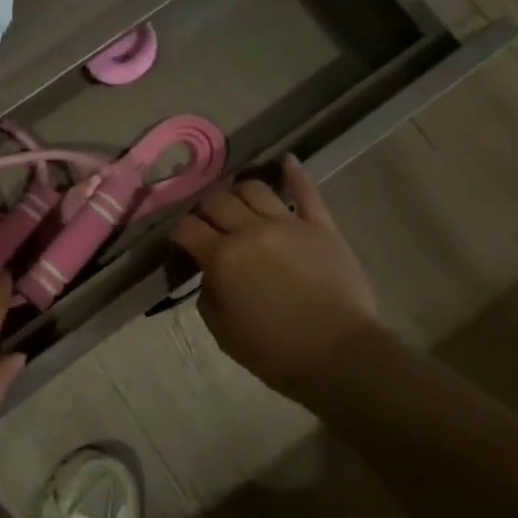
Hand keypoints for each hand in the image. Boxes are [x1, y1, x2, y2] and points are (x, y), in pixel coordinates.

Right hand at [171, 155, 381, 403]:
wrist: (339, 356)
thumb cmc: (275, 352)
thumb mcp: (222, 332)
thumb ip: (208, 294)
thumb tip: (210, 272)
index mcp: (222, 257)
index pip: (186, 228)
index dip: (178, 232)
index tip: (180, 241)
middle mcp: (250, 230)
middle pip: (217, 200)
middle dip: (205, 209)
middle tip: (207, 222)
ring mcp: (288, 223)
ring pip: (254, 188)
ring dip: (239, 192)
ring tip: (239, 202)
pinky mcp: (321, 226)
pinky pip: (307, 191)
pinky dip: (294, 173)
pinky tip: (286, 161)